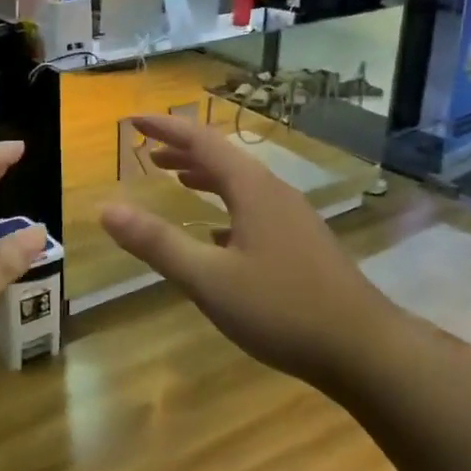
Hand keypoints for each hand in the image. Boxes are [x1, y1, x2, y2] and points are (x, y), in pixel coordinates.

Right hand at [99, 115, 391, 388]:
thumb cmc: (281, 308)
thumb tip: (107, 209)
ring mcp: (294, 219)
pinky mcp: (302, 244)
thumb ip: (157, 243)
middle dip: (184, 152)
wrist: (362, 348)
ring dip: (206, 177)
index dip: (166, 129)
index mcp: (253, 190)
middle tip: (148, 154)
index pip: (202, 143)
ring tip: (177, 180)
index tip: (133, 122)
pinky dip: (226, 207)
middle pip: (224, 159)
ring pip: (242, 185)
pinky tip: (217, 233)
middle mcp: (275, 194)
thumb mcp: (209, 279)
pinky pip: (255, 209)